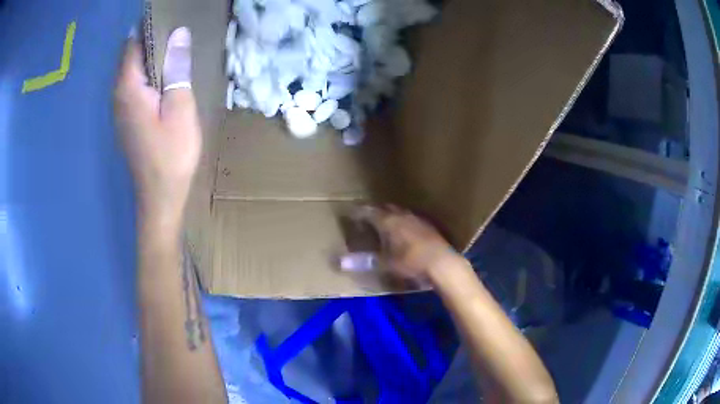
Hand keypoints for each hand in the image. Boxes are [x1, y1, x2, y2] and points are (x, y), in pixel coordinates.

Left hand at [114, 27, 199, 224]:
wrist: (159, 198)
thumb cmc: (171, 156)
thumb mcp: (180, 108)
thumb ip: (176, 69)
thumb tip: (179, 33)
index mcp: (128, 88)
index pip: (134, 42)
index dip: (152, 27)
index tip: (175, 19)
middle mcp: (118, 94)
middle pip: (132, 54)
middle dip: (154, 40)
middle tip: (182, 35)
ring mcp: (120, 108)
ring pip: (134, 69)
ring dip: (152, 57)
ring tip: (178, 52)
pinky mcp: (127, 118)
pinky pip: (135, 85)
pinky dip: (149, 74)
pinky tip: (167, 78)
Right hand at [360, 205, 464, 282]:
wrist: (443, 264)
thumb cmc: (411, 263)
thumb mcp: (386, 264)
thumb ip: (364, 261)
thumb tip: (340, 261)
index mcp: (389, 222)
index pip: (370, 212)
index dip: (359, 212)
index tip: (351, 212)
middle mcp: (402, 216)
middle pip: (385, 208)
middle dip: (375, 211)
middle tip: (367, 216)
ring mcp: (417, 219)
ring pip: (400, 212)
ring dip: (391, 215)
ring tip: (385, 221)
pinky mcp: (429, 226)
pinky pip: (411, 219)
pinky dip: (403, 221)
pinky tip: (406, 230)